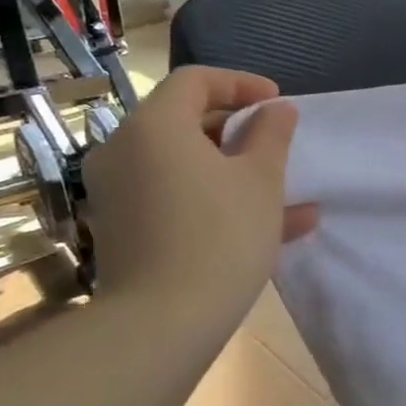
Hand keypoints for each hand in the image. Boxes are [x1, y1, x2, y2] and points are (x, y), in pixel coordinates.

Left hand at [82, 67, 318, 314]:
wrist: (161, 325)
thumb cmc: (220, 236)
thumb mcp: (261, 180)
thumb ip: (272, 135)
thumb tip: (278, 110)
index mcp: (154, 127)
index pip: (195, 81)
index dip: (241, 83)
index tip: (277, 103)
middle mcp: (124, 151)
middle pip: (184, 122)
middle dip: (238, 130)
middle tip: (275, 144)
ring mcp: (119, 194)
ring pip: (184, 167)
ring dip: (234, 171)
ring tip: (286, 191)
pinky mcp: (124, 231)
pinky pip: (175, 199)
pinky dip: (214, 201)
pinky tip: (270, 228)